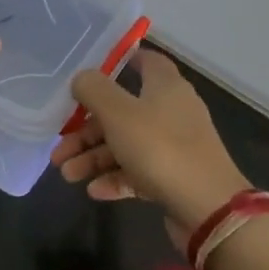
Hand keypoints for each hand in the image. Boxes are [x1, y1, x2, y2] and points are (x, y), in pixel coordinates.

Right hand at [51, 49, 251, 249]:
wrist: (208, 208)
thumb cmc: (160, 148)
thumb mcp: (118, 113)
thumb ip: (93, 90)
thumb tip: (81, 79)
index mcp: (165, 87)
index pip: (145, 61)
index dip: (119, 61)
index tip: (89, 72)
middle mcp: (171, 112)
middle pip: (122, 111)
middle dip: (86, 129)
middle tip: (60, 145)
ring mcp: (173, 146)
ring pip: (124, 144)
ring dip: (93, 157)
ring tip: (67, 174)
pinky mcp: (172, 176)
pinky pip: (136, 171)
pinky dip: (113, 178)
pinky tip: (94, 191)